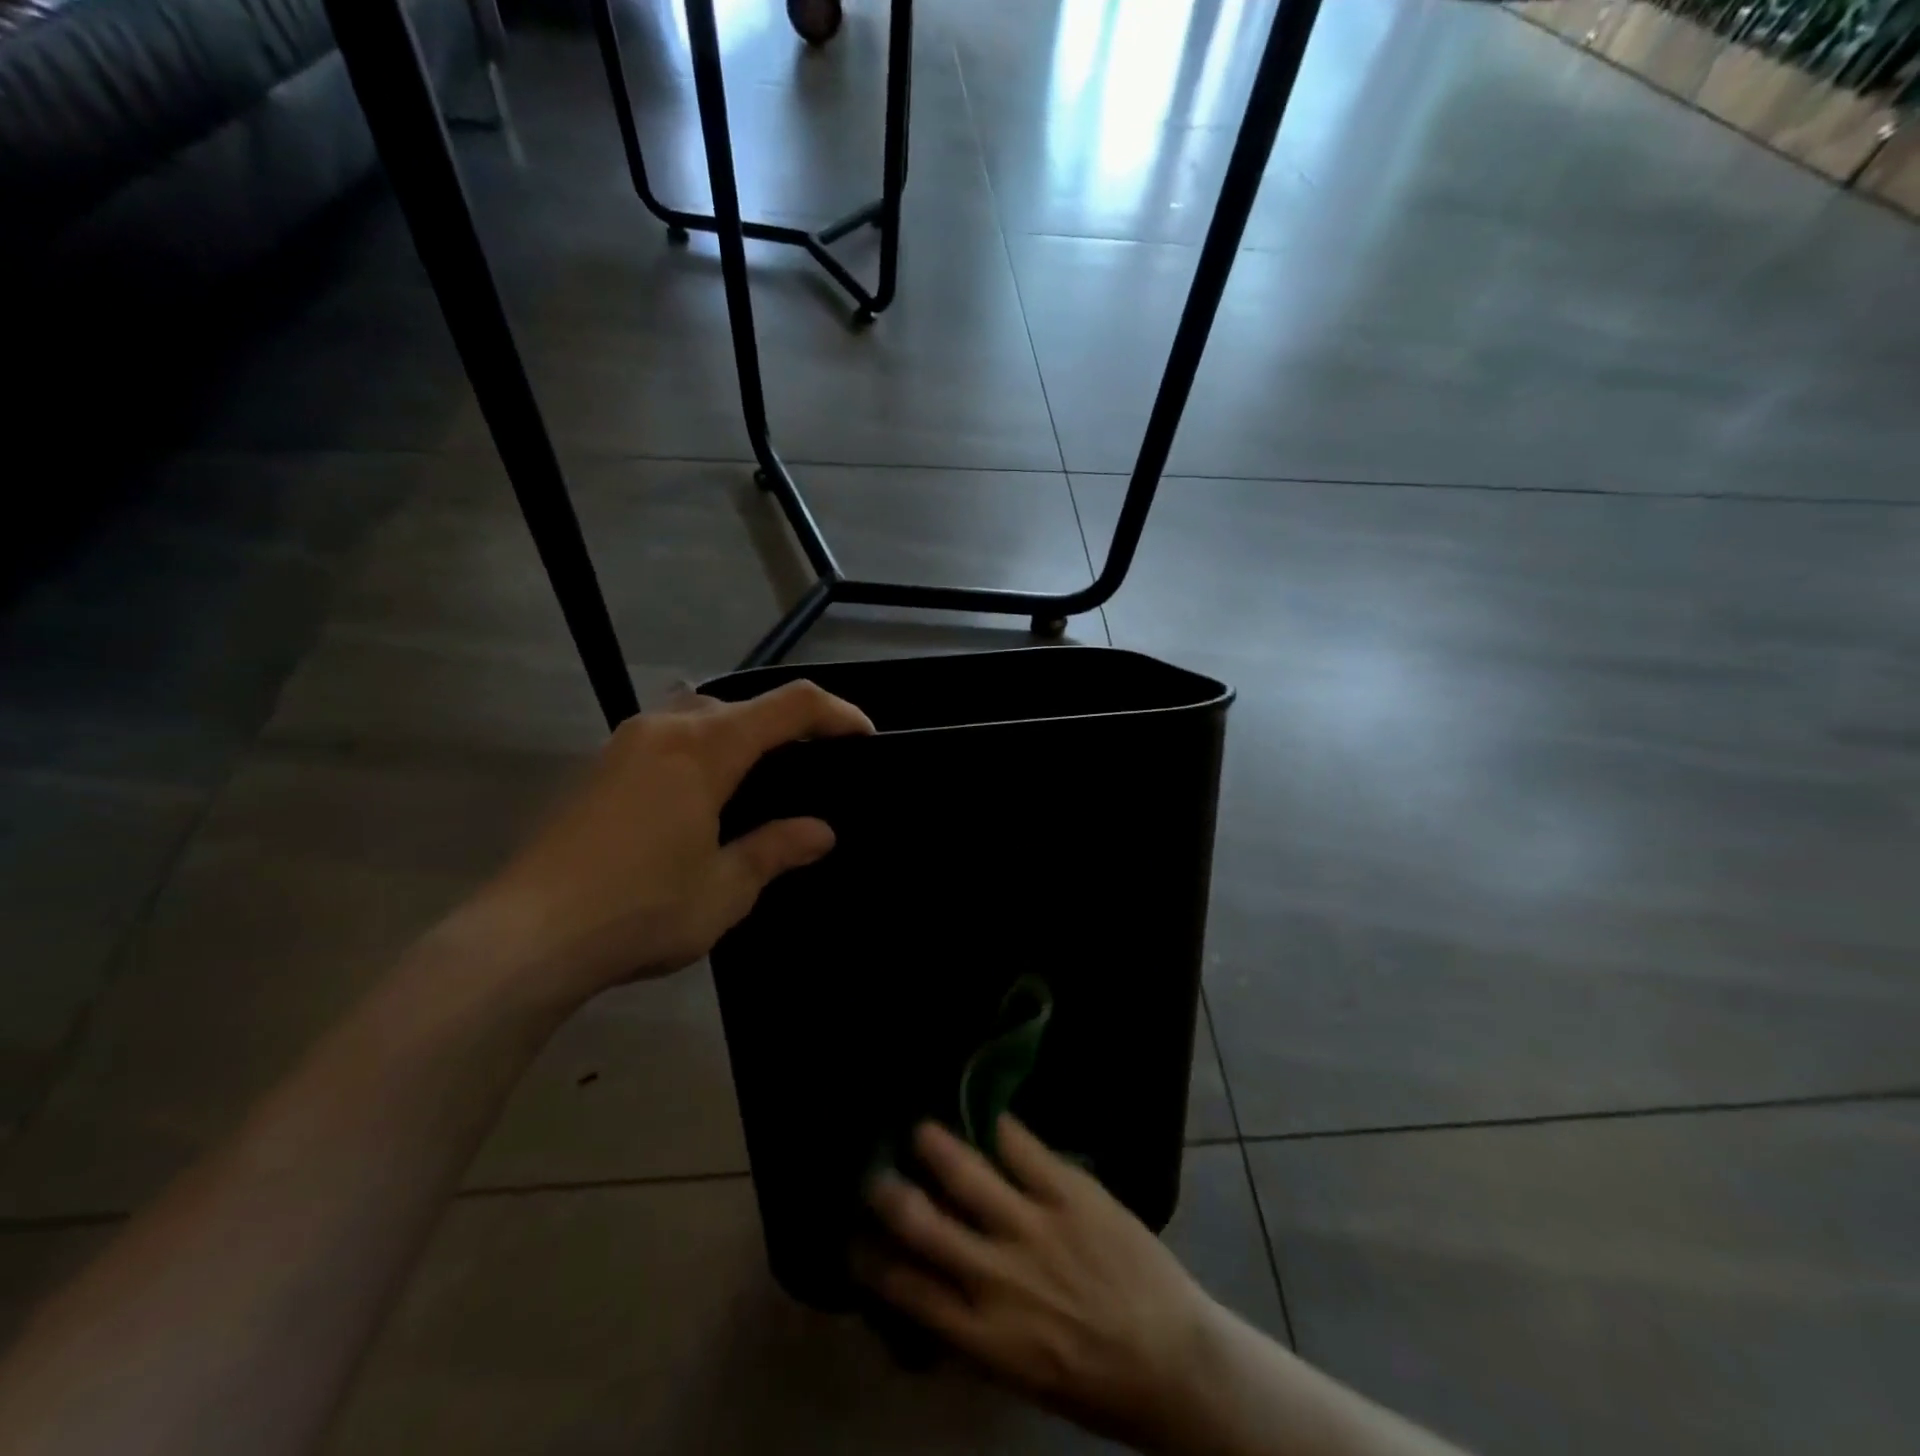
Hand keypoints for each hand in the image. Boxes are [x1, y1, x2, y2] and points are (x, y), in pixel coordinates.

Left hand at [446, 681, 872, 1007]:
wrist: (524, 937)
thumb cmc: (640, 909)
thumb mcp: (725, 888)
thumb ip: (776, 849)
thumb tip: (820, 832)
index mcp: (706, 747)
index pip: (790, 705)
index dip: (837, 713)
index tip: (866, 737)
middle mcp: (666, 727)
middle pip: (743, 703)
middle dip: (789, 725)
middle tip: (815, 767)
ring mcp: (624, 743)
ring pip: (699, 714)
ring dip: (740, 734)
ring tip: (760, 781)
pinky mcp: (598, 767)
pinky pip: (667, 736)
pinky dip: (701, 750)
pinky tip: (701, 798)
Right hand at [859, 1118, 1220, 1451]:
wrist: (1173, 1364)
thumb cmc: (1096, 1381)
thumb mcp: (1020, 1373)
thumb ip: (974, 1330)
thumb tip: (934, 1291)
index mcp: (982, 1334)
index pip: (908, 1291)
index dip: (872, 1262)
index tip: (853, 1239)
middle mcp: (996, 1277)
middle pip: (925, 1225)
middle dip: (890, 1195)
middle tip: (873, 1172)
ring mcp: (1034, 1227)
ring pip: (967, 1175)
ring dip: (935, 1148)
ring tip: (919, 1127)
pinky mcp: (1070, 1193)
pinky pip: (1024, 1149)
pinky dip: (999, 1127)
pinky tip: (983, 1110)